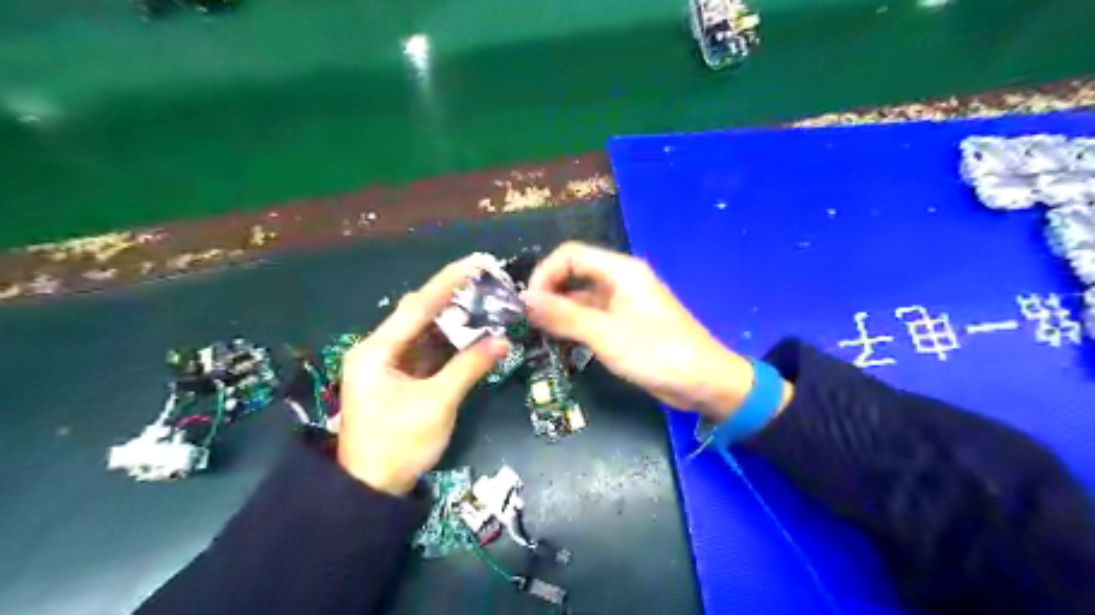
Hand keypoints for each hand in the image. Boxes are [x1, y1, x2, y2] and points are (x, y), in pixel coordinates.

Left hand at [338, 258, 509, 496]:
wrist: (371, 490)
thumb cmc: (398, 445)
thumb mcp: (437, 404)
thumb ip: (469, 367)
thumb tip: (503, 340)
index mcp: (376, 350)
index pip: (417, 306)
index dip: (448, 282)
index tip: (477, 262)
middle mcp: (380, 350)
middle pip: (420, 315)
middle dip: (454, 299)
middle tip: (488, 283)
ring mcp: (391, 365)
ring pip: (426, 333)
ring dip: (456, 321)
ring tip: (487, 302)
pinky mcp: (402, 379)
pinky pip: (429, 352)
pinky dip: (452, 343)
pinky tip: (474, 332)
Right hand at [524, 242, 787, 420]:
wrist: (703, 383)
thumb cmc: (658, 353)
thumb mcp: (606, 335)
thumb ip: (564, 316)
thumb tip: (523, 300)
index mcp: (620, 271)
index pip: (570, 255)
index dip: (545, 274)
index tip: (528, 304)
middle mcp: (619, 280)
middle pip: (573, 274)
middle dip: (548, 294)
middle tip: (528, 322)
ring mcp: (621, 303)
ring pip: (580, 298)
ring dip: (558, 313)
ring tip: (538, 335)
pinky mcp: (623, 324)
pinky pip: (590, 317)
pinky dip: (573, 326)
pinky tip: (558, 343)